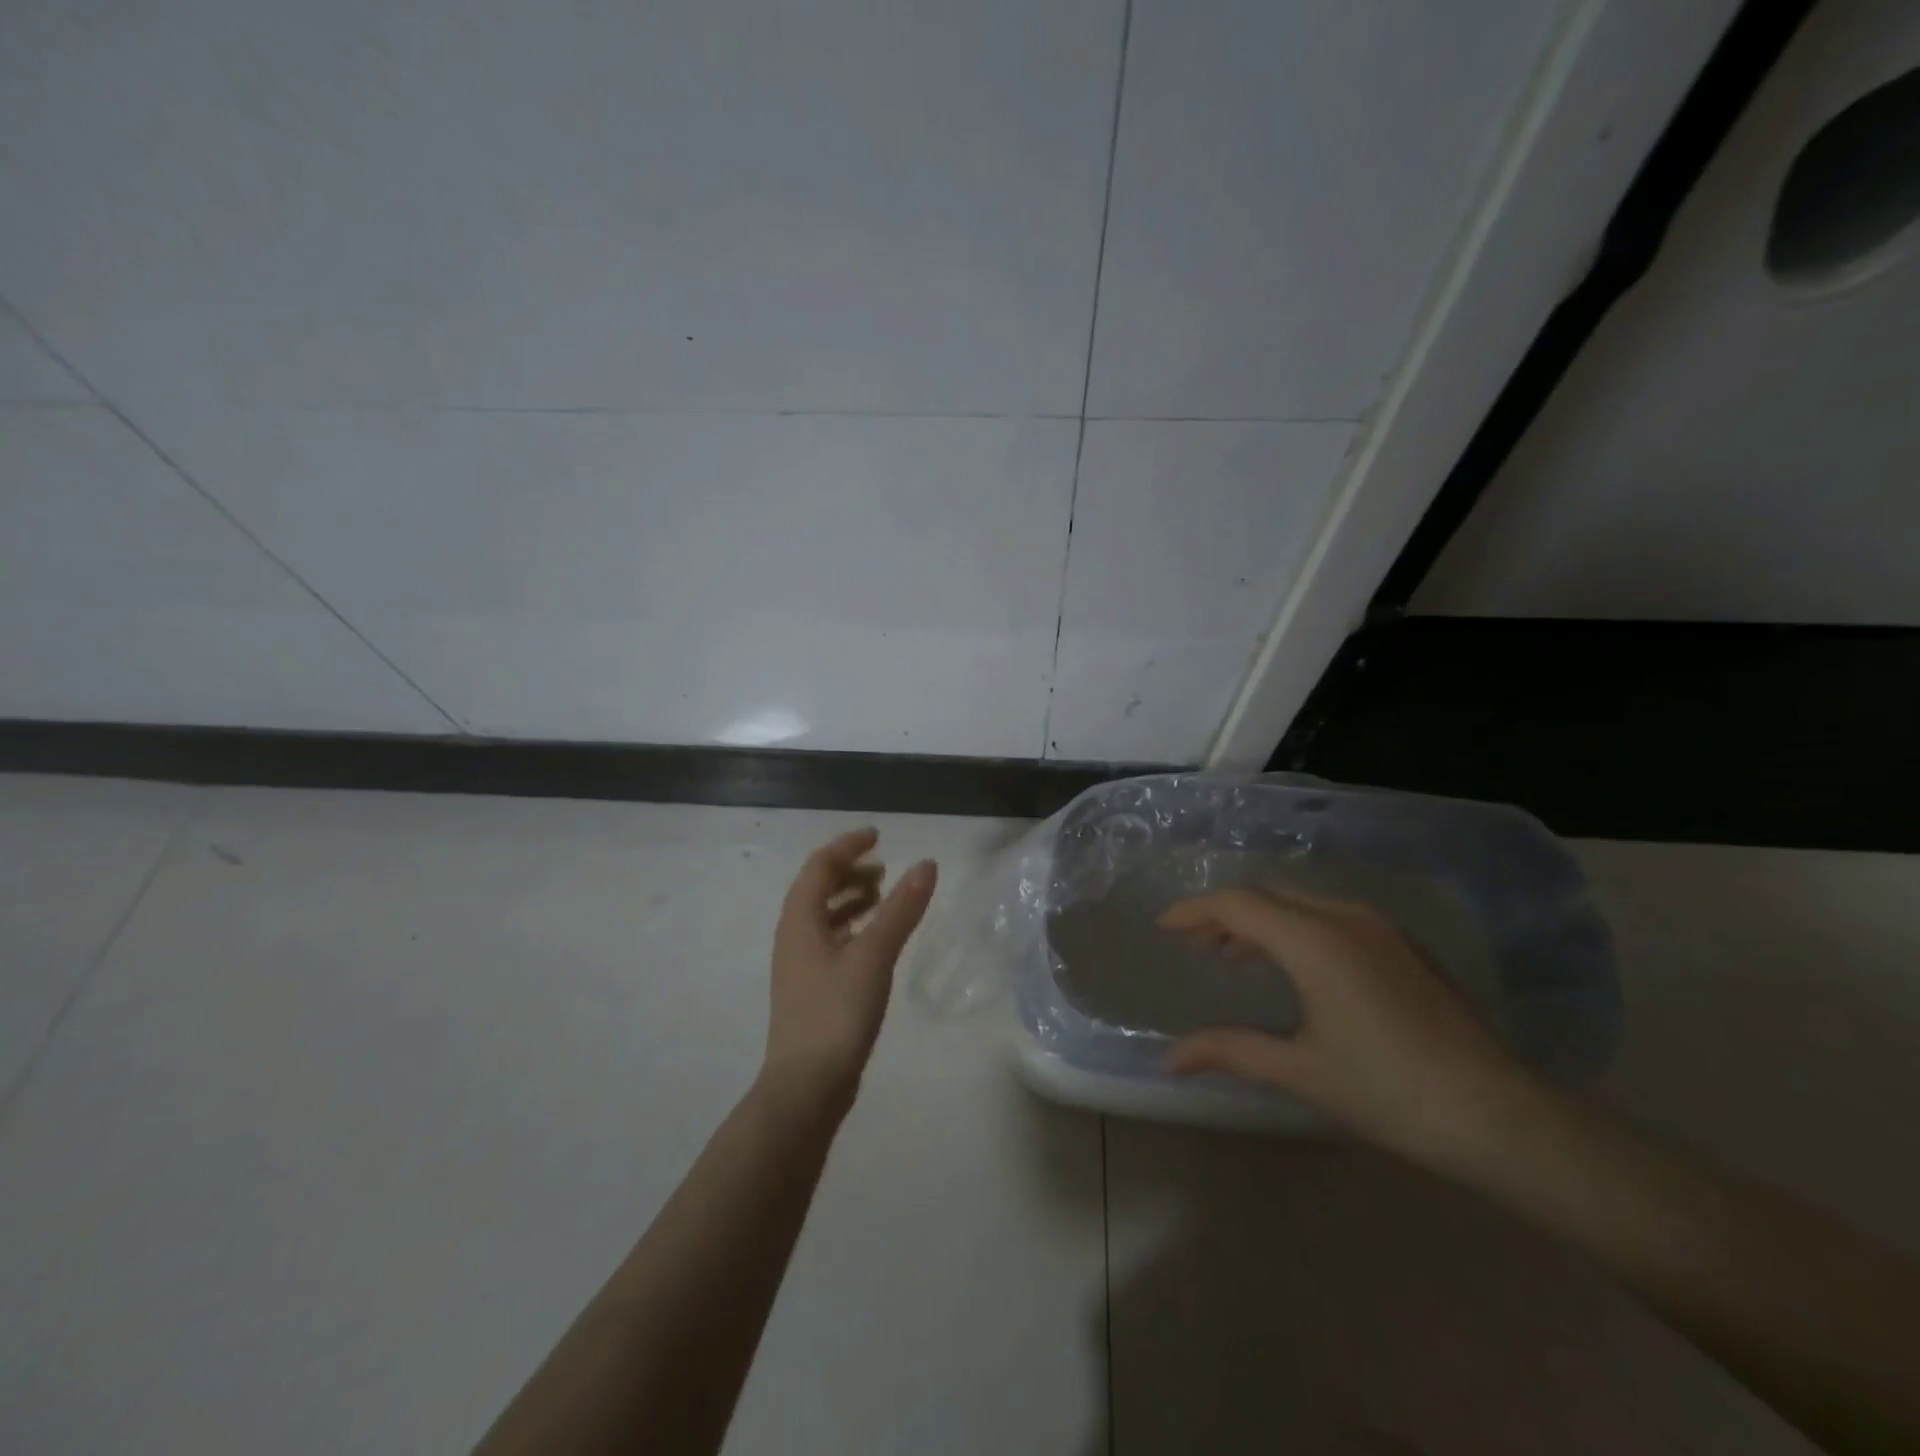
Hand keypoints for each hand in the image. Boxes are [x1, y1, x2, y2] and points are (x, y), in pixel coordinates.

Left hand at [761, 828, 936, 1115]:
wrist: (806, 1087)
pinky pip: (831, 940)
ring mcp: (801, 965)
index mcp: (800, 920)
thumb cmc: (837, 1013)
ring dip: (851, 899)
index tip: (878, 836)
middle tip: (885, 868)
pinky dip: (853, 927)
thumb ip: (901, 909)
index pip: (820, 865)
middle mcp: (794, 936)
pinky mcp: (812, 990)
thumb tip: (927, 864)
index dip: (847, 846)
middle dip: (850, 871)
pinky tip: (875, 941)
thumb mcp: (873, 955)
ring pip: (823, 916)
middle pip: (817, 888)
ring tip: (884, 897)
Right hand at [1158, 886, 1538, 1172]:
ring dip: (1259, 921)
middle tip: (1192, 945)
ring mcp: (1379, 928)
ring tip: (1231, 955)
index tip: (1163, 927)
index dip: (1194, 911)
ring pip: (1299, 903)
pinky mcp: (1402, 945)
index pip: (1237, 904)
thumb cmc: (1389, 1091)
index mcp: (1314, 941)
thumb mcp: (1301, 1071)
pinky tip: (1292, 966)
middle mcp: (1344, 917)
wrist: (1502, 1116)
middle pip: (1266, 895)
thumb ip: (1230, 1051)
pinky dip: (1293, 929)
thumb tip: (1169, 1059)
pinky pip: (1329, 917)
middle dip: (1222, 914)